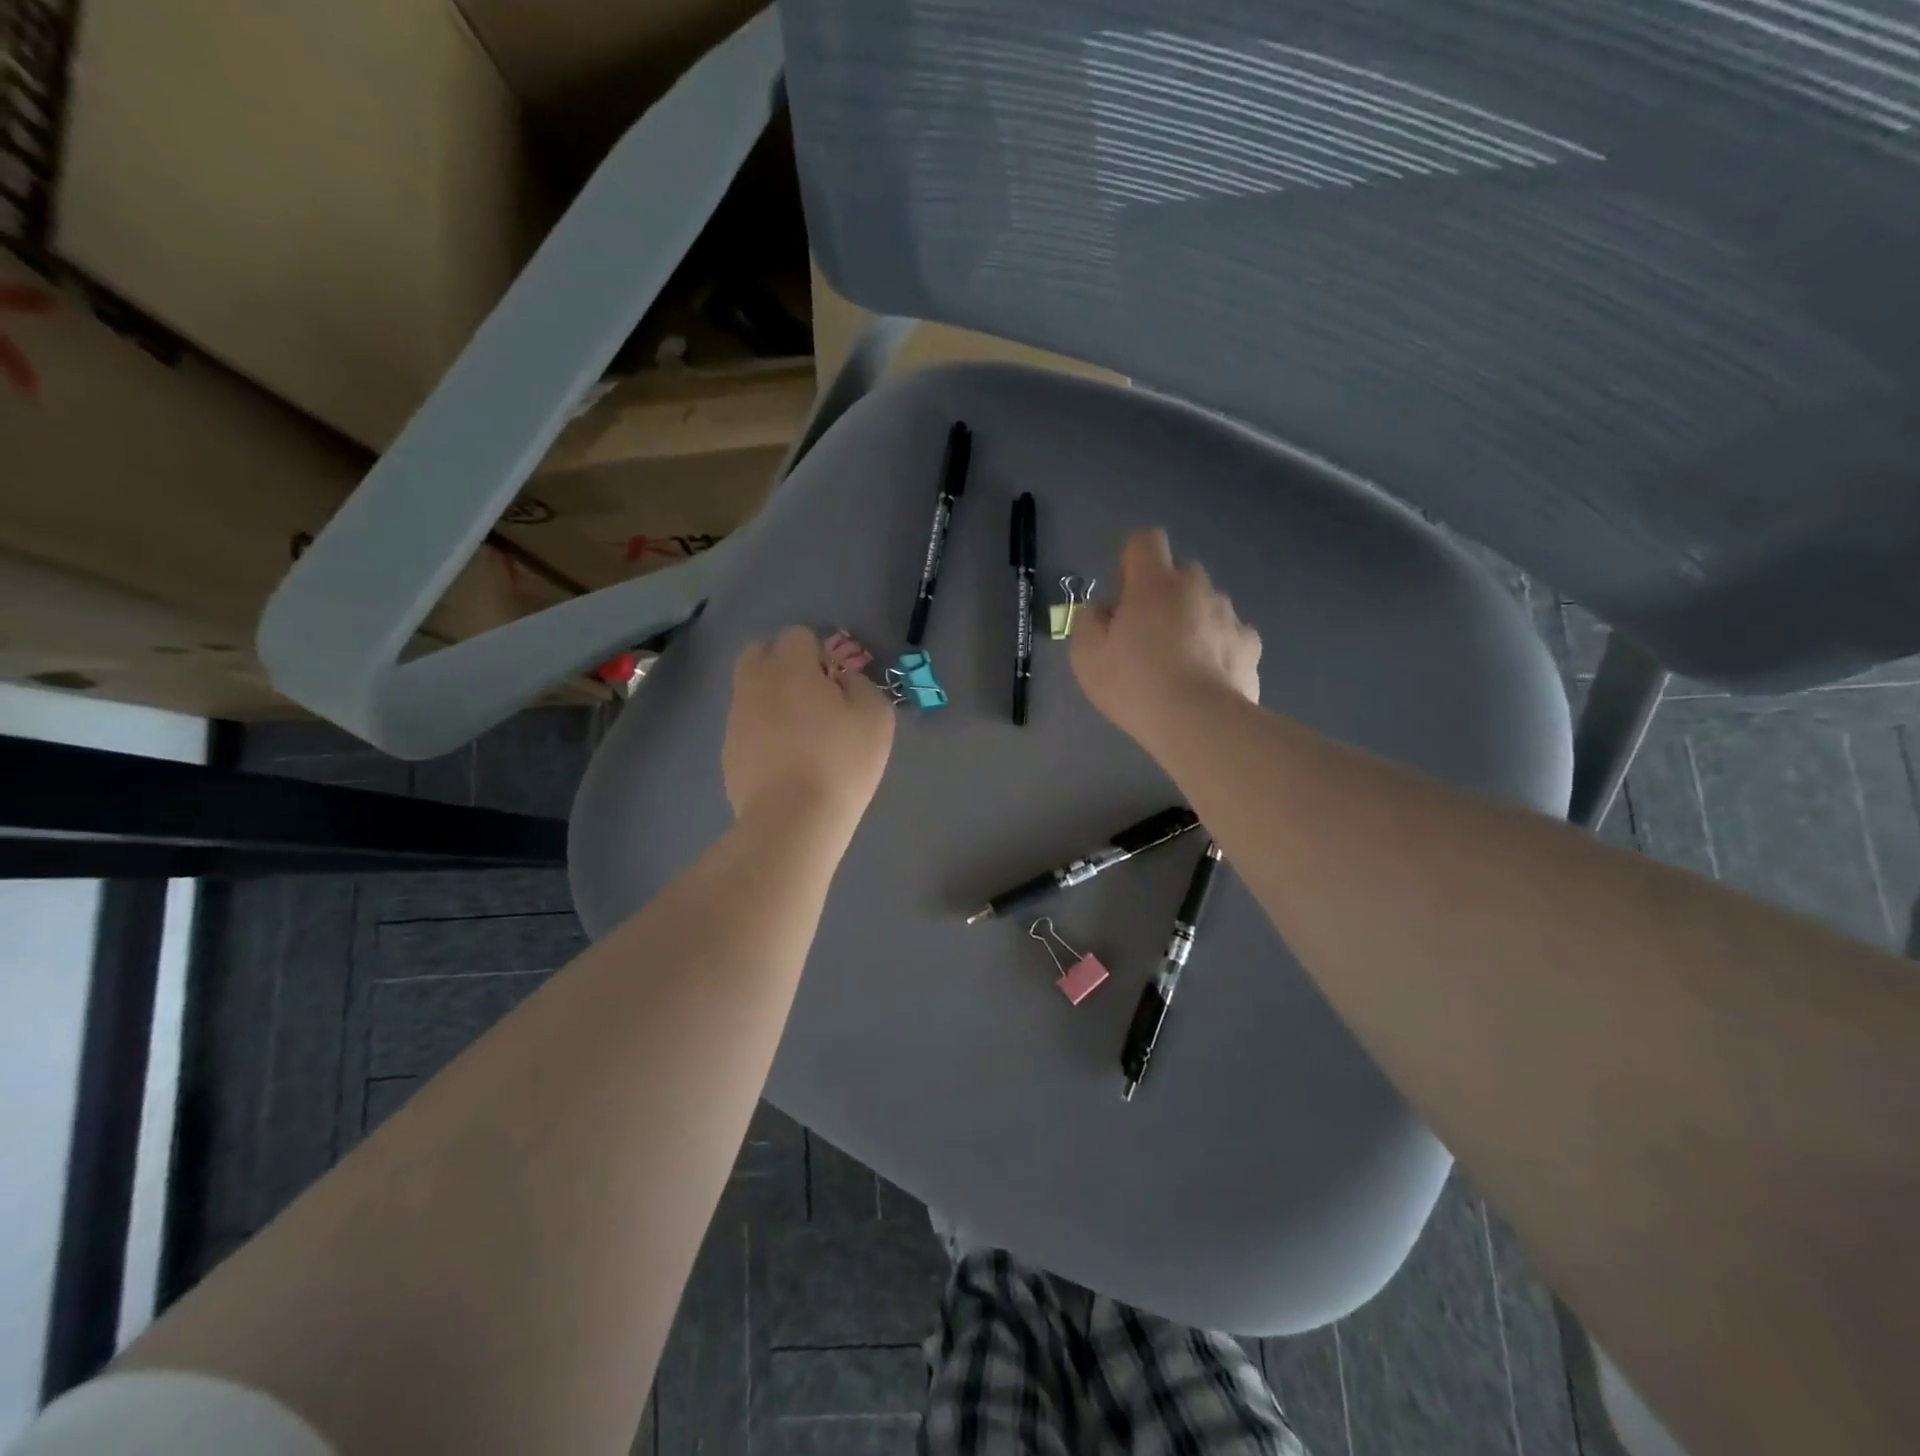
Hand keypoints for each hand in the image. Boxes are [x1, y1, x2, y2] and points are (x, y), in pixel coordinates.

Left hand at [723, 628, 894, 833]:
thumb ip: (861, 684)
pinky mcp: (728, 750)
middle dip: (783, 663)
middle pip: (760, 652)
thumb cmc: (841, 762)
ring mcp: (736, 717)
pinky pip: (746, 723)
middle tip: (811, 695)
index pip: (797, 636)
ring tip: (799, 731)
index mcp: (790, 668)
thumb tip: (843, 679)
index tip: (835, 682)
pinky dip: (762, 729)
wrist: (792, 820)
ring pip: (750, 688)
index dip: (819, 653)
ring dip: (771, 697)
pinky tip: (785, 758)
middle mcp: (755, 683)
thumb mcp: (876, 717)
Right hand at [1071, 529, 1260, 741]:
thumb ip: (1089, 620)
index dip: (1131, 560)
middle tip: (1144, 638)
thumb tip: (1104, 609)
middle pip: (1178, 573)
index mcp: (1155, 582)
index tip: (1123, 595)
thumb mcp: (1086, 655)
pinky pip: (1229, 636)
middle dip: (1162, 595)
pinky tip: (1205, 680)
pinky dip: (1217, 649)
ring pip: (1205, 605)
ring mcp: (1229, 615)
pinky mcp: (1251, 646)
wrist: (1199, 724)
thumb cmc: (1134, 684)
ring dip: (1191, 622)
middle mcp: (1197, 587)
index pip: (1145, 540)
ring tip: (1178, 667)